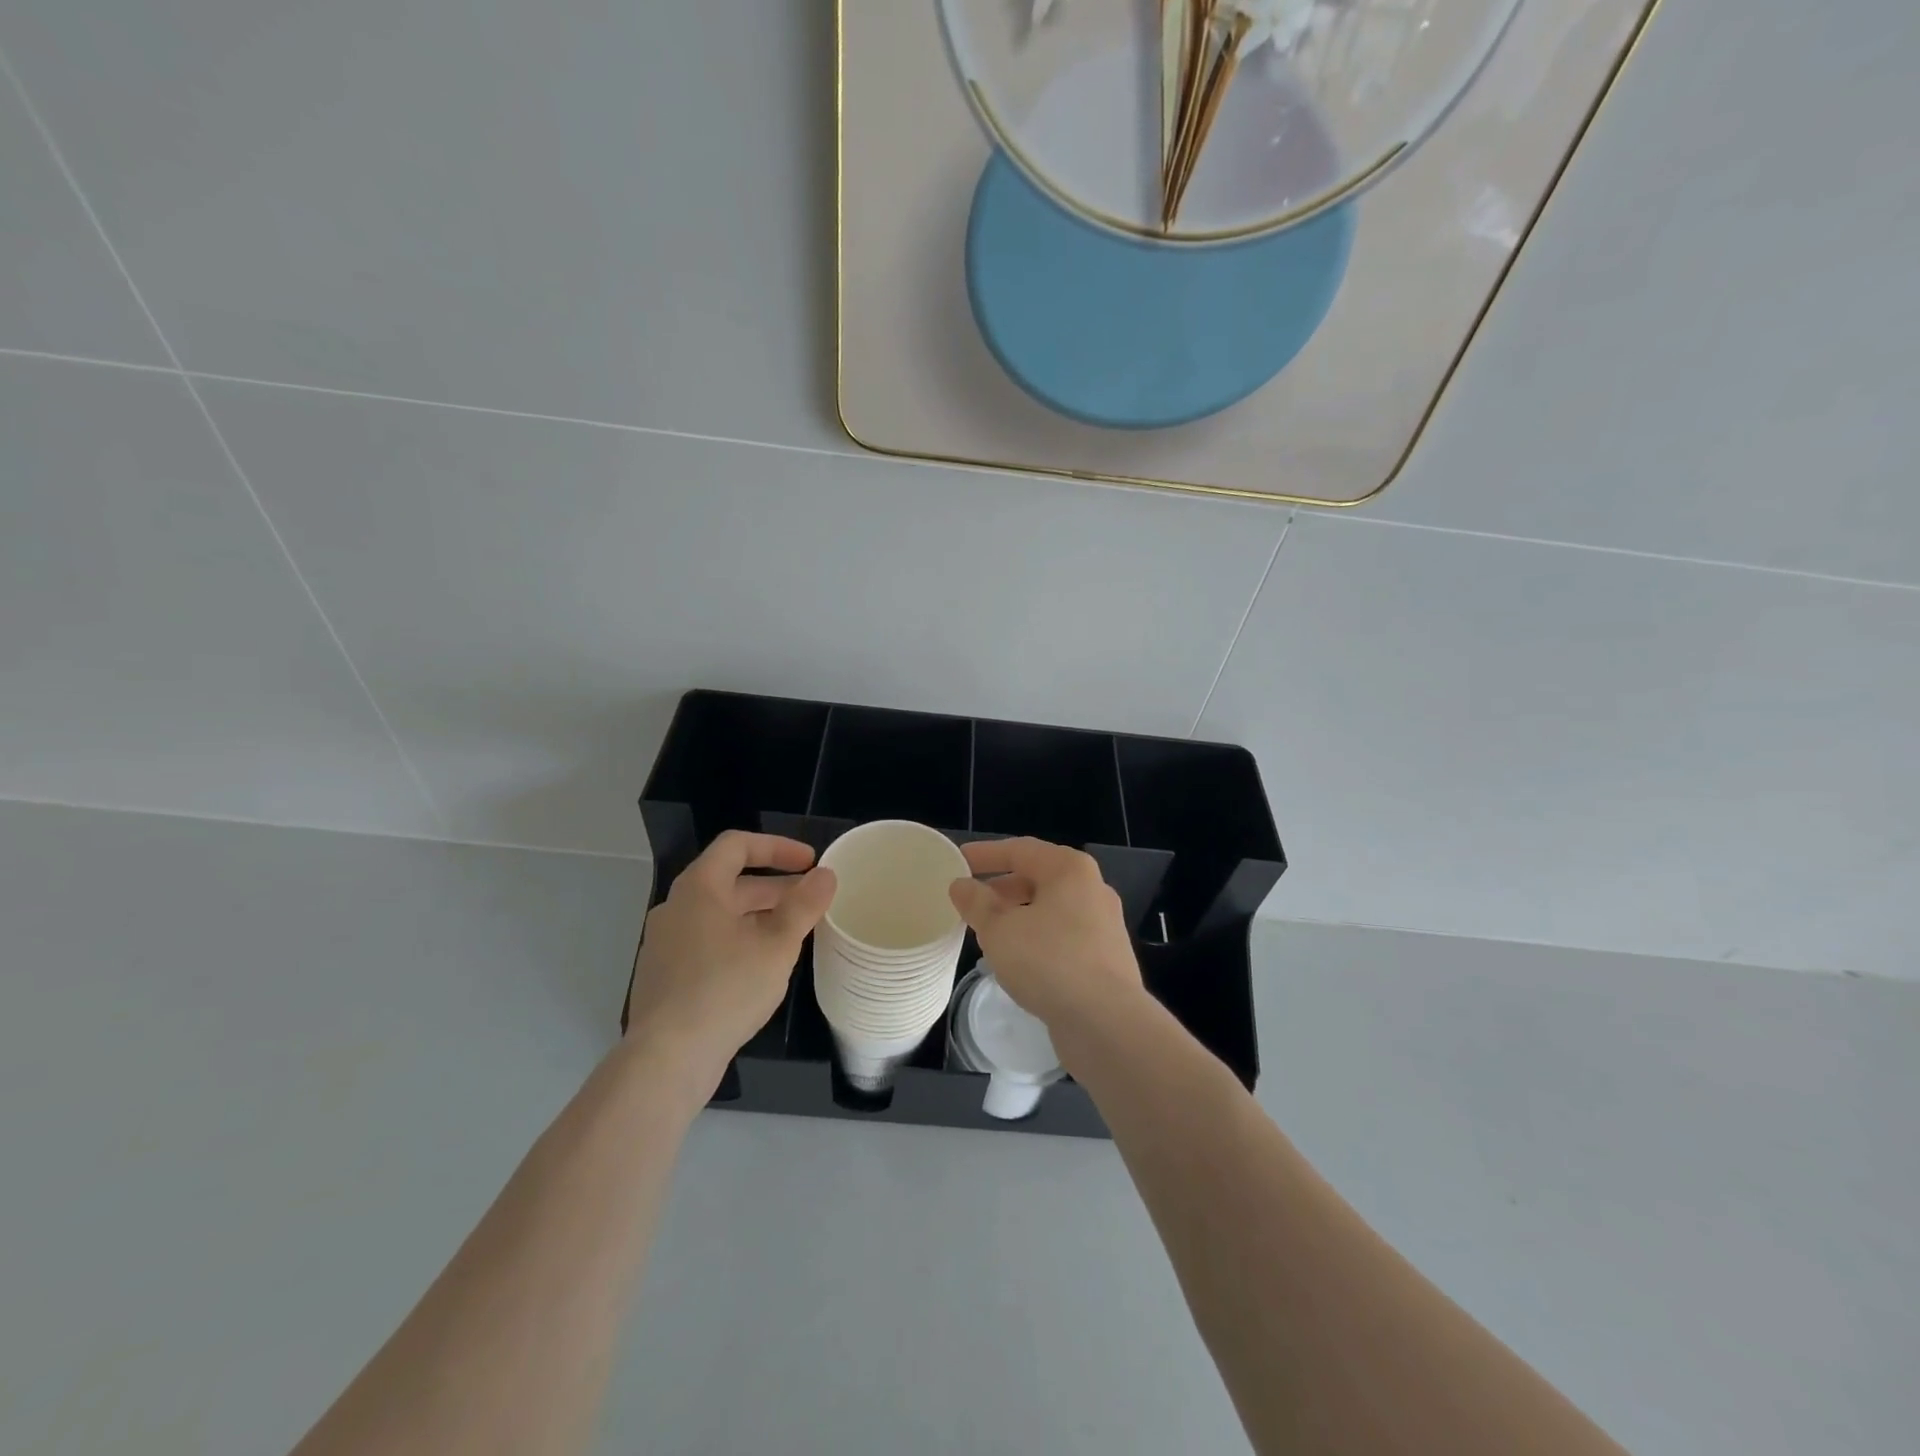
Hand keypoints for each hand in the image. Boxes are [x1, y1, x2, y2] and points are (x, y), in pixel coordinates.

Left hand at [628, 832, 835, 1077]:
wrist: (667, 1059)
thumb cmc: (725, 989)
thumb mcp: (777, 944)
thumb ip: (804, 905)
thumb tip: (825, 875)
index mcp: (699, 888)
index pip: (737, 845)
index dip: (777, 847)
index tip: (810, 862)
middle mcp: (677, 908)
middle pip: (730, 881)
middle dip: (775, 887)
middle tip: (812, 900)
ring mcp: (666, 944)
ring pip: (721, 915)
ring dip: (760, 916)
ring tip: (795, 933)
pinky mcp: (666, 976)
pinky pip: (709, 942)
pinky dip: (740, 940)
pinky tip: (763, 967)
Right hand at [948, 837, 1143, 1034]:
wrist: (1107, 1022)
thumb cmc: (1049, 961)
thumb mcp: (999, 930)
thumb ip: (977, 903)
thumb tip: (961, 885)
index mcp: (1070, 870)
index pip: (1020, 850)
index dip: (986, 854)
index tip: (959, 860)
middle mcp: (1092, 889)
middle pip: (1038, 878)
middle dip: (1002, 888)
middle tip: (971, 901)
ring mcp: (1103, 925)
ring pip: (1051, 910)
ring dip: (1018, 916)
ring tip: (988, 932)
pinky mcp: (1106, 958)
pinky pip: (1062, 936)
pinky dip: (1036, 939)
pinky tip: (1017, 960)